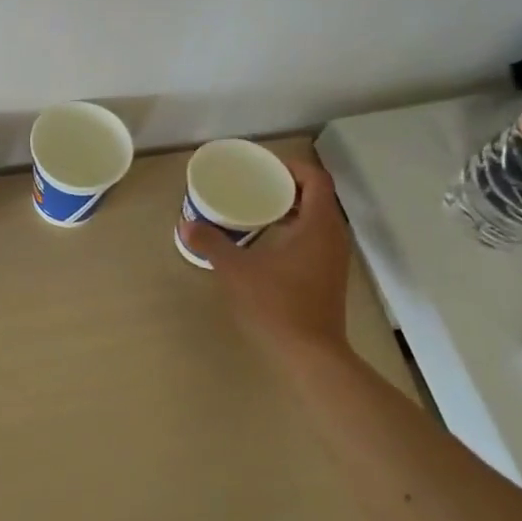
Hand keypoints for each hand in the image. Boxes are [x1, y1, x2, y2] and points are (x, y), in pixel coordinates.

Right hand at [180, 154, 353, 360]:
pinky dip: (296, 230)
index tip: (265, 168)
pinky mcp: (329, 276)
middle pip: (318, 197)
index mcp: (318, 225)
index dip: (292, 167)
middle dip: (288, 187)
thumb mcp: (236, 271)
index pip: (316, 179)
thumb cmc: (277, 305)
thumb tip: (186, 224)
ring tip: (259, 211)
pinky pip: (316, 239)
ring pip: (317, 219)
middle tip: (256, 186)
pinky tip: (268, 243)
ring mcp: (334, 258)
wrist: (310, 353)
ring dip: (292, 210)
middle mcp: (333, 236)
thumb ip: (211, 244)